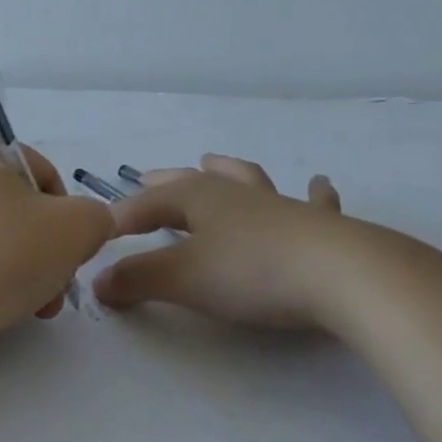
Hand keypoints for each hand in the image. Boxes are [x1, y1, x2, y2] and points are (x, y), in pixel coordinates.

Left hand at [0, 126, 113, 353]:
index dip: (61, 202)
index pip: (33, 164)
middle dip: (43, 244)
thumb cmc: (0, 252)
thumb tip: (86, 225)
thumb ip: (94, 217)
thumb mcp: (74, 227)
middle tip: (58, 280)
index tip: (69, 240)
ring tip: (36, 305)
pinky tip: (1, 311)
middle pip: (12, 205)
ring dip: (20, 267)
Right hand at [95, 153, 403, 332]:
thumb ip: (137, 279)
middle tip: (147, 178)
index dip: (121, 218)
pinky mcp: (321, 226)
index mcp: (197, 198)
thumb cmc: (252, 272)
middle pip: (191, 181)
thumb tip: (98, 281)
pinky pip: (315, 203)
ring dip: (226, 170)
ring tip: (214, 160)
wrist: (343, 276)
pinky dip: (314, 193)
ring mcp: (280, 205)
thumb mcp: (183, 278)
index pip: (147, 204)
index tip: (99, 234)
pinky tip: (319, 183)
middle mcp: (235, 194)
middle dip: (165, 183)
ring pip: (246, 179)